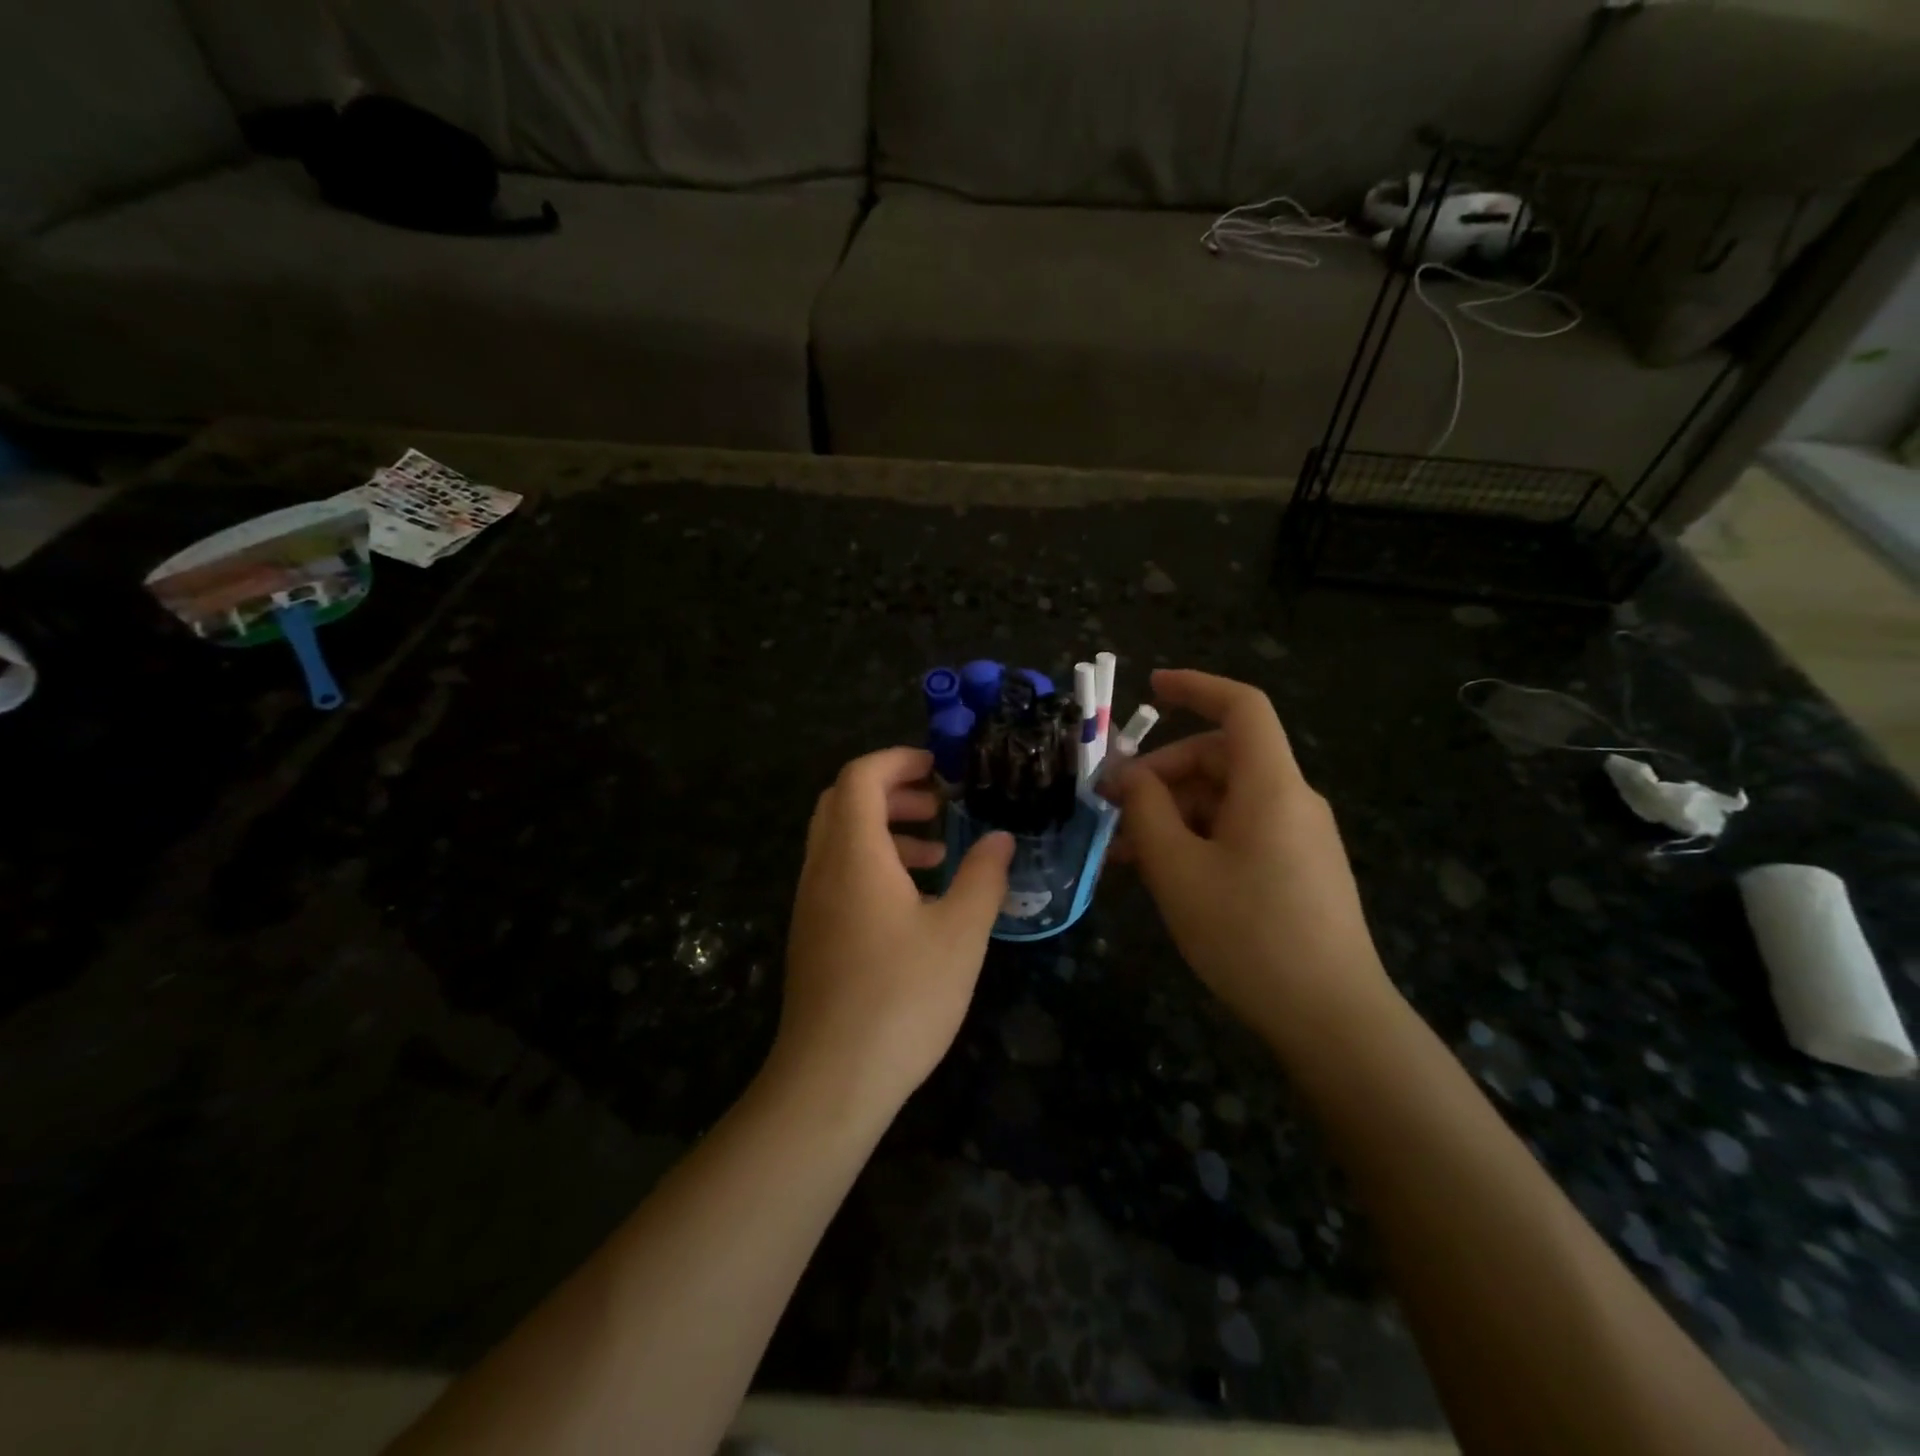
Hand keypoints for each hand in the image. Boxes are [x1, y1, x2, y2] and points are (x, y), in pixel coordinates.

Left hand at [777, 747, 1013, 1112]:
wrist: (831, 1080)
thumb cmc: (902, 997)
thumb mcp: (960, 934)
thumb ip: (984, 877)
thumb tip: (1001, 838)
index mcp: (854, 854)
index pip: (861, 776)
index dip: (899, 760)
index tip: (940, 770)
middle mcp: (822, 868)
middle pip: (843, 801)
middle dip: (891, 791)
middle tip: (938, 805)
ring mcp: (811, 902)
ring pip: (838, 839)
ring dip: (884, 830)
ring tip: (936, 853)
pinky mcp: (812, 934)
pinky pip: (837, 874)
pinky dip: (871, 864)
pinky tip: (912, 902)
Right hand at [1106, 670, 1393, 1048]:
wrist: (1332, 1018)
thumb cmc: (1248, 934)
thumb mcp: (1177, 869)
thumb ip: (1145, 810)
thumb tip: (1127, 775)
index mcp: (1270, 785)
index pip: (1241, 707)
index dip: (1196, 687)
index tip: (1150, 689)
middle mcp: (1291, 799)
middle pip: (1221, 757)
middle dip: (1161, 774)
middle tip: (1112, 808)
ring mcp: (1299, 836)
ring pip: (1225, 800)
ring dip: (1172, 814)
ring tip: (1125, 855)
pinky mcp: (1298, 869)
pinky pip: (1240, 832)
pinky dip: (1197, 838)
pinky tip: (1164, 875)